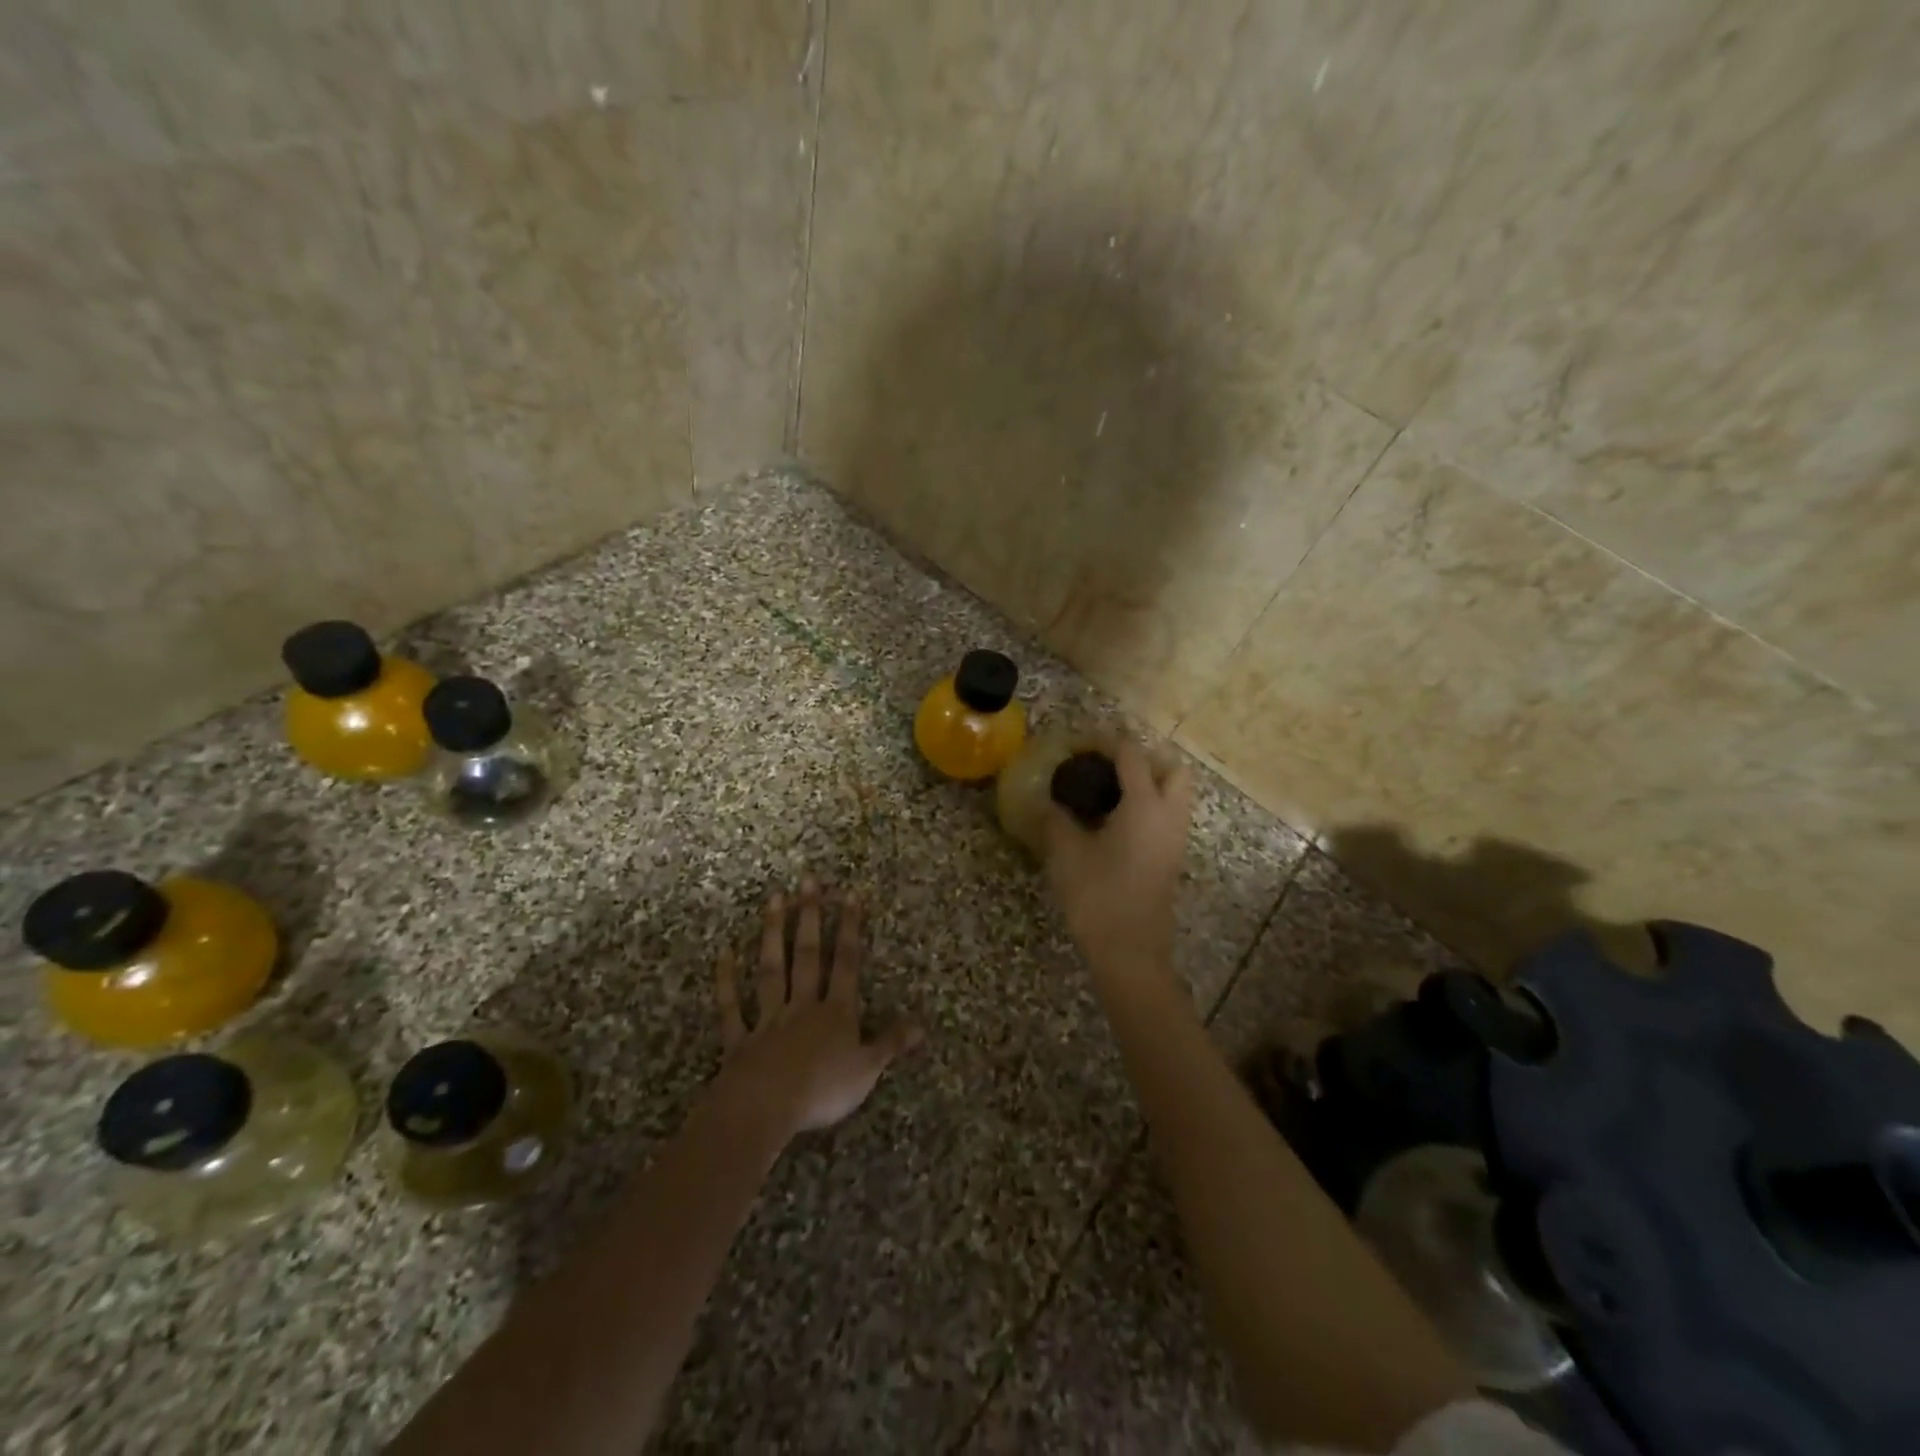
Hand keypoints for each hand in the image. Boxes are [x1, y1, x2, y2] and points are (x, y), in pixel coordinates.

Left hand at [711, 879, 922, 1138]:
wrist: (765, 1109)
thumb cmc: (822, 1090)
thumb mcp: (867, 1070)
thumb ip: (891, 1044)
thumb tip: (922, 1024)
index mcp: (836, 1013)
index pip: (846, 963)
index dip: (850, 929)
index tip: (850, 894)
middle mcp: (803, 1006)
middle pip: (808, 955)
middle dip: (810, 917)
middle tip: (807, 881)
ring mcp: (769, 1020)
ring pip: (772, 970)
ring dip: (773, 934)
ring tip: (774, 899)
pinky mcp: (740, 1041)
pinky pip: (733, 1008)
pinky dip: (727, 982)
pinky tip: (724, 954)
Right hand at [1044, 738, 1193, 982]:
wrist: (1131, 952)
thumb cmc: (1098, 897)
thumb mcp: (1066, 854)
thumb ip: (1056, 819)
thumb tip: (1049, 801)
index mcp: (1144, 805)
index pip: (1132, 755)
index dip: (1106, 741)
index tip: (1079, 743)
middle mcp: (1169, 815)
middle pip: (1172, 767)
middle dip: (1144, 757)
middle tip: (1108, 766)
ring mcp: (1175, 838)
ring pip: (1175, 793)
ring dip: (1149, 782)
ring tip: (1108, 791)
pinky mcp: (1172, 857)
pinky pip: (1168, 815)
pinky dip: (1149, 805)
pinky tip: (1114, 820)